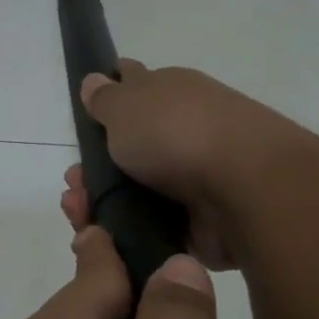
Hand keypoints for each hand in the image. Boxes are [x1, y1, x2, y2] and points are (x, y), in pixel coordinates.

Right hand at [60, 60, 305, 269]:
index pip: (134, 89)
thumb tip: (96, 78)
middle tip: (73, 186)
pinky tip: (103, 239)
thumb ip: (106, 98)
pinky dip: (126, 234)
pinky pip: (152, 227)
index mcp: (172, 95)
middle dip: (94, 169)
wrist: (245, 190)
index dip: (106, 103)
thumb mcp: (126, 105)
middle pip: (129, 150)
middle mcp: (184, 133)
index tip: (83, 124)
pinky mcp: (198, 222)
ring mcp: (193, 179)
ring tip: (80, 215)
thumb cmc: (177, 134)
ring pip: (136, 193)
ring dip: (103, 204)